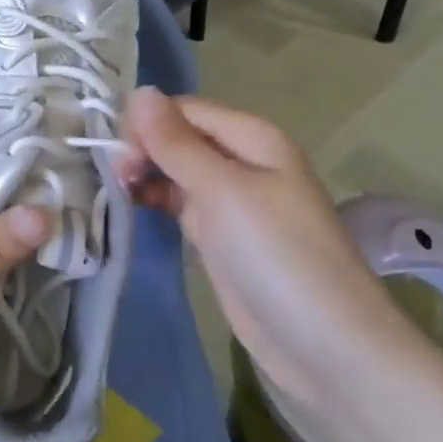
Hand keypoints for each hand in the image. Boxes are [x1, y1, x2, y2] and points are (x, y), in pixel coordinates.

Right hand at [119, 89, 416, 427]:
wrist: (328, 350)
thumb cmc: (277, 256)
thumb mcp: (223, 191)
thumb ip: (177, 143)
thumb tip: (140, 91)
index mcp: (253, 137)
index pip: (186, 109)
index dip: (148, 123)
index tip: (115, 154)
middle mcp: (244, 161)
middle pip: (182, 137)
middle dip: (145, 148)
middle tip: (115, 178)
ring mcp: (234, 202)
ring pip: (180, 171)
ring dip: (148, 174)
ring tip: (117, 192)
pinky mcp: (224, 239)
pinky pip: (184, 205)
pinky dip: (159, 202)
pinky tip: (134, 208)